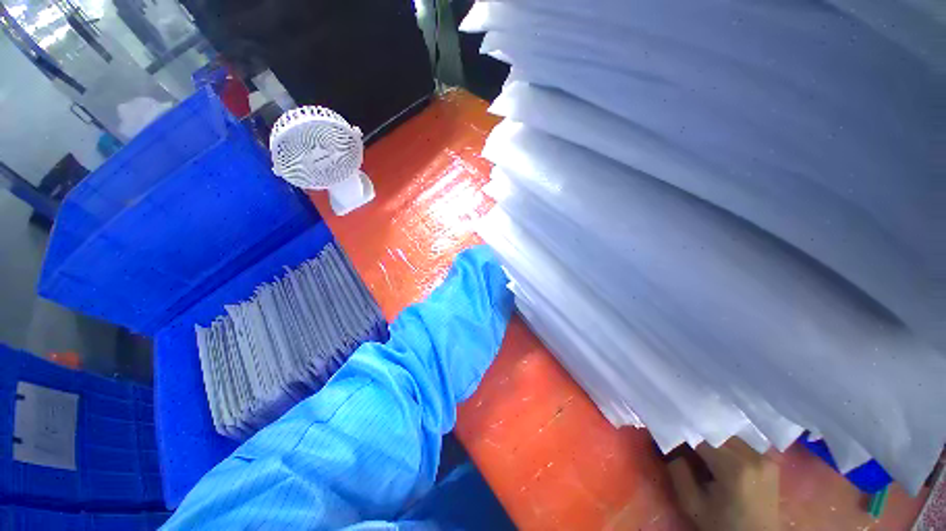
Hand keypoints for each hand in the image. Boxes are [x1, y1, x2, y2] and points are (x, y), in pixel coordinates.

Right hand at [668, 439, 779, 530]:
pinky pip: (744, 444)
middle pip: (717, 433)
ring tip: (704, 452)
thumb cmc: (722, 525)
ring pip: (730, 436)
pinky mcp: (771, 462)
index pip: (700, 437)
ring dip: (715, 440)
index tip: (672, 438)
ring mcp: (765, 458)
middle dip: (700, 436)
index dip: (684, 435)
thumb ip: (678, 472)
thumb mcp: (692, 504)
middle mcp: (752, 456)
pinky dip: (729, 446)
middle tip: (685, 445)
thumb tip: (670, 446)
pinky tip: (722, 456)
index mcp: (733, 466)